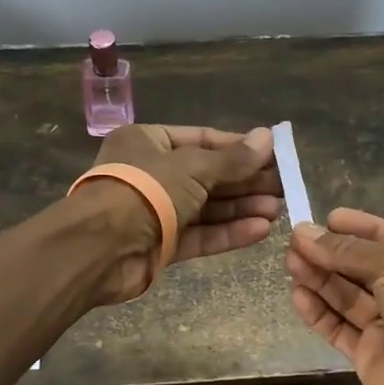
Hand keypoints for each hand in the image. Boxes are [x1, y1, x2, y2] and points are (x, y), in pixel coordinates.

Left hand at [85, 124, 281, 302]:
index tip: (273, 155)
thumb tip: (268, 137)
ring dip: (241, 208)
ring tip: (278, 210)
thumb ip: (232, 159)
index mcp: (148, 142)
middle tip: (283, 187)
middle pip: (207, 176)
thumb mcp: (193, 167)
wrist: (100, 248)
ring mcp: (156, 212)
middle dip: (245, 182)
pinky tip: (260, 231)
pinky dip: (228, 233)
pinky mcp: (161, 245)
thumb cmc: (145, 190)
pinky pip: (200, 235)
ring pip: (206, 208)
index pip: (202, 140)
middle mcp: (152, 174)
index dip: (239, 147)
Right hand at [286, 208, 383, 384]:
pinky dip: (319, 312)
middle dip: (332, 253)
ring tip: (290, 261)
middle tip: (296, 241)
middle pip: (365, 268)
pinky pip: (339, 328)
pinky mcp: (369, 354)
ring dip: (320, 278)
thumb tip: (304, 232)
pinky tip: (298, 295)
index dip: (362, 228)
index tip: (329, 218)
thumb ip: (349, 250)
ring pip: (348, 297)